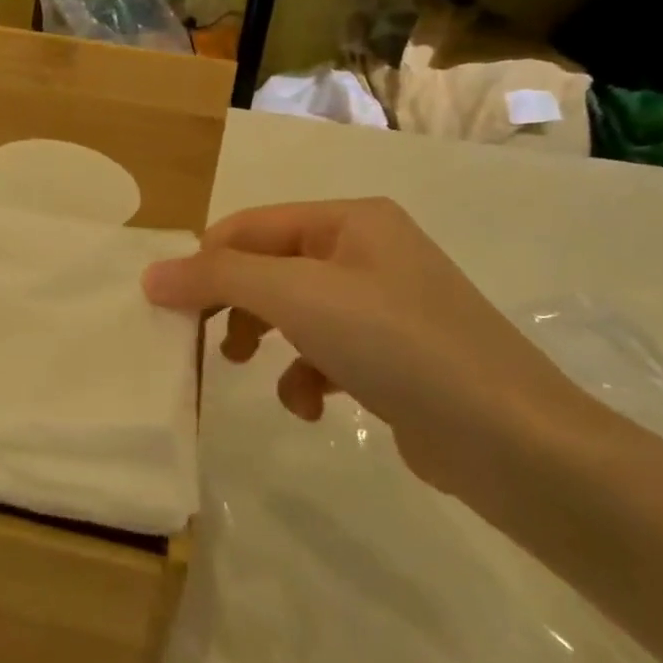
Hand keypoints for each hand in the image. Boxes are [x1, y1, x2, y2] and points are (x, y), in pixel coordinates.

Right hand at [142, 198, 589, 496]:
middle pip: (270, 268)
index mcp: (351, 220)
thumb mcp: (297, 297)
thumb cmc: (397, 345)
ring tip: (257, 372)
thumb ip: (219, 278)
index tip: (168, 306)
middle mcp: (368, 252)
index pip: (251, 226)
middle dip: (236, 305)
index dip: (205, 261)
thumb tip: (150, 275)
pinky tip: (314, 406)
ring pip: (294, 313)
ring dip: (268, 342)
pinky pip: (326, 354)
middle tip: (203, 341)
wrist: (511, 442)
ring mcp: (385, 306)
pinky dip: (307, 377)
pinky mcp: (394, 357)